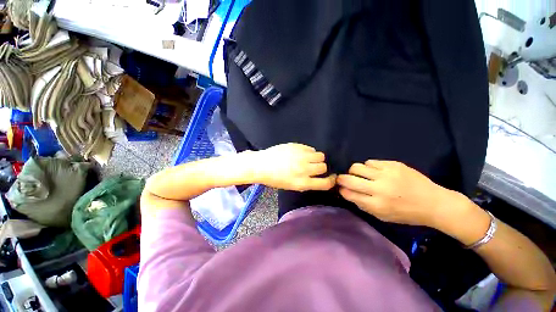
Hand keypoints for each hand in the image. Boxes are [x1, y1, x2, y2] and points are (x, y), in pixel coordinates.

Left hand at [251, 143, 335, 191]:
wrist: (262, 165)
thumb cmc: (274, 179)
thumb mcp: (291, 186)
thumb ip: (306, 182)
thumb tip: (318, 177)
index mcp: (302, 182)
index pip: (325, 183)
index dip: (331, 181)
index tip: (331, 177)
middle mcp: (304, 169)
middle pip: (324, 167)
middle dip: (321, 168)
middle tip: (313, 167)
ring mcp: (301, 156)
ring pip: (320, 155)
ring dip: (316, 158)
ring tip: (308, 159)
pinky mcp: (297, 146)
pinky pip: (311, 148)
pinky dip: (308, 152)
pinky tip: (300, 154)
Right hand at [337, 160, 452, 226]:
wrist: (434, 202)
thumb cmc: (406, 213)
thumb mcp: (382, 216)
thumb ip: (362, 205)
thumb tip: (346, 193)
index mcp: (376, 204)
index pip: (349, 194)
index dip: (342, 190)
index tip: (341, 188)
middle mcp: (379, 188)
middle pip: (349, 179)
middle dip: (341, 178)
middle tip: (343, 179)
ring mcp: (386, 174)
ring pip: (357, 167)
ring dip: (354, 171)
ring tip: (360, 174)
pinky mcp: (393, 164)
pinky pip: (370, 162)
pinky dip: (368, 167)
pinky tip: (373, 171)